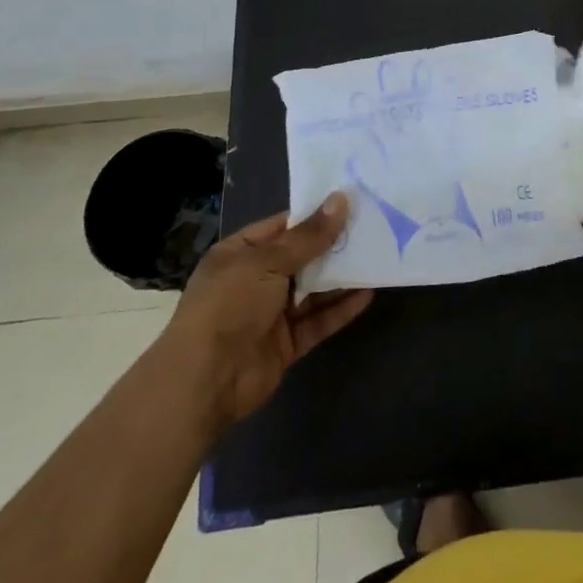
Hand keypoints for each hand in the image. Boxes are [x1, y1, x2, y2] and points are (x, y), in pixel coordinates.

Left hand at [166, 194, 372, 429]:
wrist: (205, 382)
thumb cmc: (230, 306)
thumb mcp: (268, 262)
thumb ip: (309, 236)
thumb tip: (341, 200)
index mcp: (240, 254)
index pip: (283, 227)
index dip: (315, 215)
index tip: (351, 202)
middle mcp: (255, 281)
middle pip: (302, 257)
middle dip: (334, 245)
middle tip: (374, 227)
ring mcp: (270, 314)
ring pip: (313, 290)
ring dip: (341, 277)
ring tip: (377, 257)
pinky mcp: (285, 344)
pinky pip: (317, 321)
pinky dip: (340, 309)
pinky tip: (367, 295)